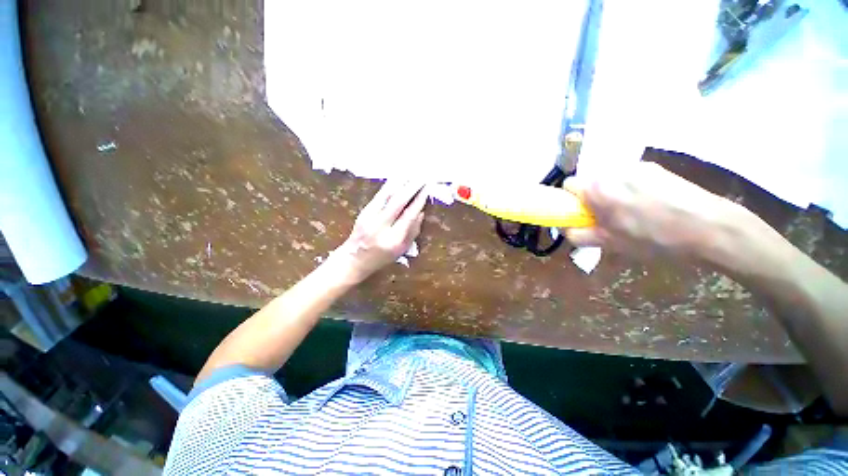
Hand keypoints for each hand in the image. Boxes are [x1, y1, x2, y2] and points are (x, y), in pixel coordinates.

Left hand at [331, 181, 427, 282]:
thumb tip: (421, 211)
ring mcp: (370, 217)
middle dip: (411, 187)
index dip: (419, 200)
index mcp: (394, 239)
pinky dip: (390, 185)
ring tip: (411, 172)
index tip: (427, 189)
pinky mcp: (364, 211)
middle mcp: (381, 227)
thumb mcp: (402, 250)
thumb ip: (413, 231)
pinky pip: (380, 195)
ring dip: (401, 182)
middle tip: (422, 176)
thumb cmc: (382, 257)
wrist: (355, 258)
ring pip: (387, 195)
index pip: (409, 215)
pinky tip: (397, 178)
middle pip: (398, 202)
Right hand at [565, 162, 738, 258]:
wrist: (710, 228)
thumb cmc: (655, 239)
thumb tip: (565, 229)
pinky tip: (650, 203)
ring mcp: (636, 167)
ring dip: (612, 191)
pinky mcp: (654, 167)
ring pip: (610, 178)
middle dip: (593, 196)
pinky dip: (631, 187)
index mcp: (598, 189)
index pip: (568, 184)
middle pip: (590, 181)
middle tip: (607, 216)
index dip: (571, 199)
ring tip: (632, 211)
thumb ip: (579, 235)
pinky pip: (630, 176)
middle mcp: (612, 172)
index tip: (582, 212)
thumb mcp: (610, 244)